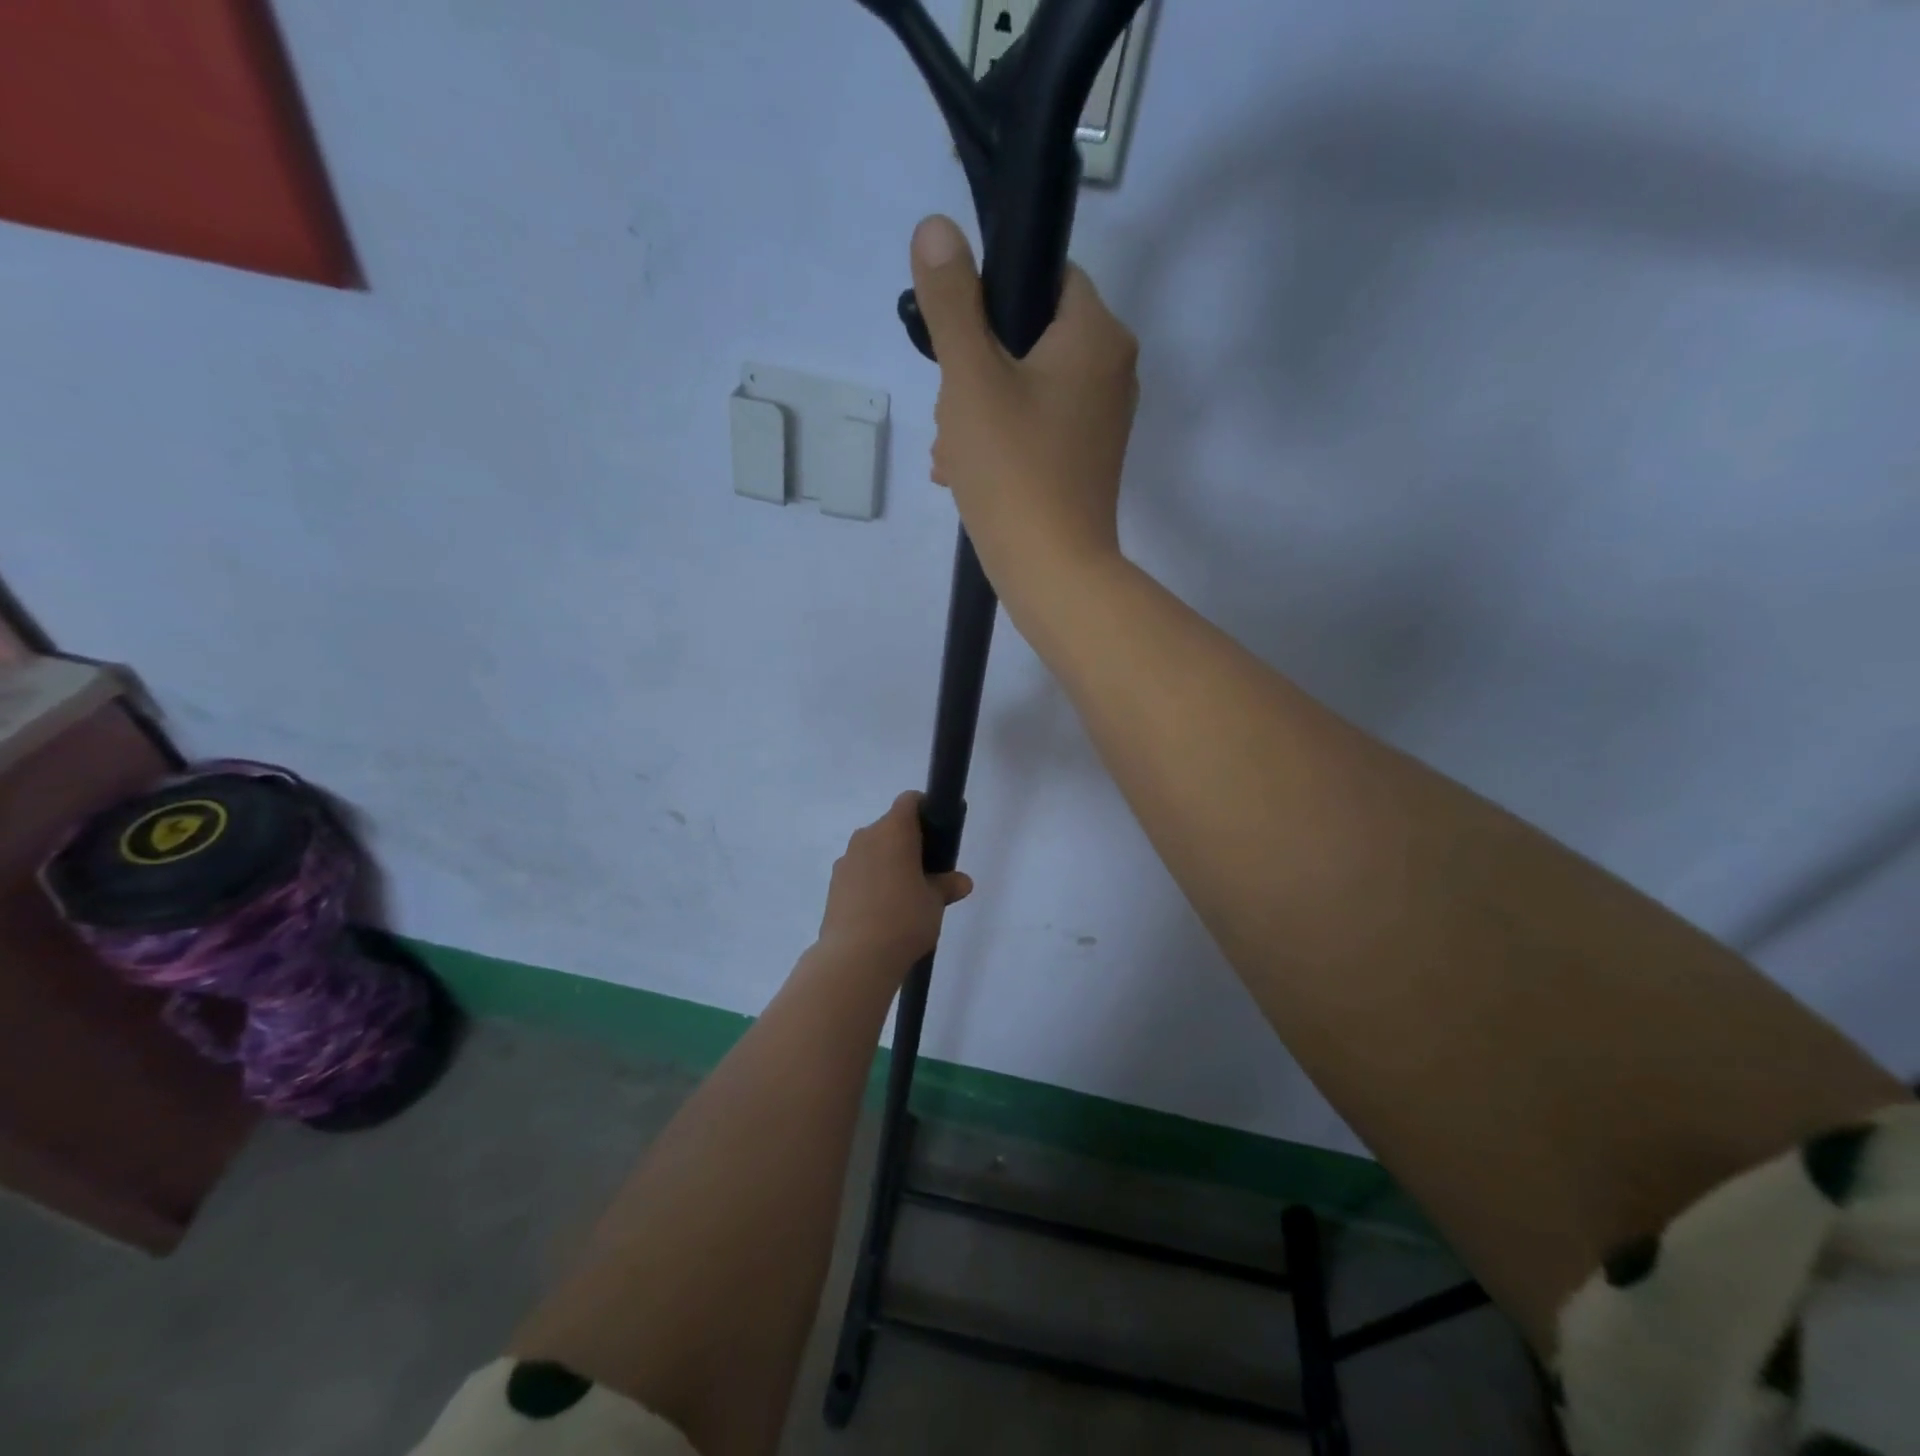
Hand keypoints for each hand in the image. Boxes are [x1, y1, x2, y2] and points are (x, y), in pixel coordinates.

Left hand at [817, 791, 973, 968]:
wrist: (855, 957)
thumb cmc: (904, 918)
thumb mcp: (935, 902)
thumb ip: (947, 885)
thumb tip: (962, 881)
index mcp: (893, 830)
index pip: (910, 801)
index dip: (925, 810)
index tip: (938, 833)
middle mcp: (866, 836)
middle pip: (890, 826)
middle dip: (908, 842)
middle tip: (927, 871)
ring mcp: (846, 860)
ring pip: (872, 850)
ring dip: (887, 863)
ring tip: (904, 895)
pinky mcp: (834, 885)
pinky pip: (859, 872)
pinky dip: (871, 881)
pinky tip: (882, 911)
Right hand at [909, 214, 1139, 597]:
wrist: (1054, 573)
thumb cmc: (1014, 470)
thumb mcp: (970, 379)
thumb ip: (952, 302)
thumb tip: (936, 227)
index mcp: (1098, 335)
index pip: (1046, 278)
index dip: (992, 301)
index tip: (959, 344)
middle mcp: (1112, 371)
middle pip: (1029, 340)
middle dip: (975, 374)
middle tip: (952, 418)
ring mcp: (1101, 422)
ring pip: (1025, 390)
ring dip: (978, 415)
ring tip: (953, 456)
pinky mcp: (1085, 463)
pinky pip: (1035, 431)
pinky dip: (999, 445)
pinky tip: (965, 475)